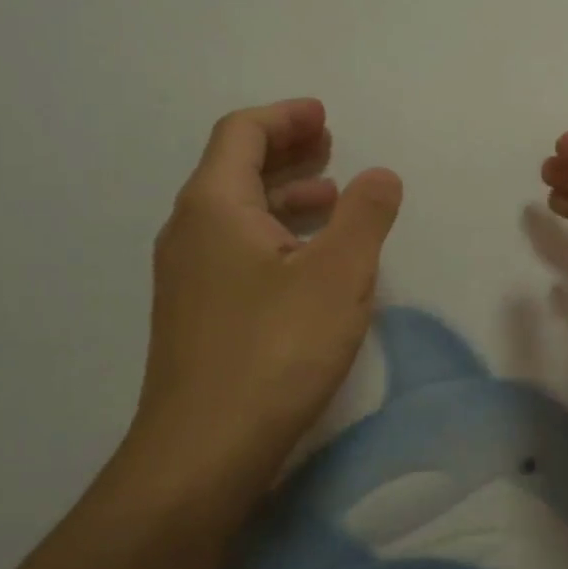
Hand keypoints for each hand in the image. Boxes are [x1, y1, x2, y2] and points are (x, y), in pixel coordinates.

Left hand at [119, 98, 402, 508]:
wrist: (202, 452)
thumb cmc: (274, 350)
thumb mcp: (339, 275)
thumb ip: (365, 215)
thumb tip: (380, 174)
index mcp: (214, 205)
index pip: (242, 133)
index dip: (285, 116)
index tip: (324, 116)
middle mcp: (189, 230)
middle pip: (235, 168)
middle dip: (286, 151)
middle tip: (330, 145)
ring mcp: (187, 275)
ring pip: (236, 213)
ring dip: (283, 195)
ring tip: (330, 198)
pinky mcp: (196, 312)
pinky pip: (235, 248)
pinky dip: (274, 234)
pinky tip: (308, 260)